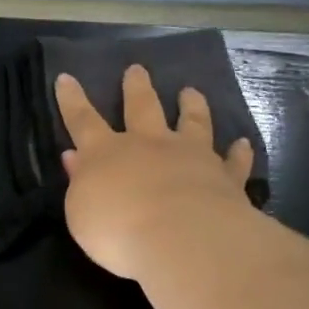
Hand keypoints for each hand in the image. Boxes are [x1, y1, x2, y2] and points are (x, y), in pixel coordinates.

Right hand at [55, 65, 255, 280]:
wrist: (181, 238)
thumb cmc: (118, 230)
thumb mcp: (81, 213)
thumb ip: (79, 183)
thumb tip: (75, 158)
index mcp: (107, 154)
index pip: (83, 121)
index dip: (72, 100)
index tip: (66, 77)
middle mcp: (149, 146)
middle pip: (142, 108)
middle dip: (136, 88)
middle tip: (136, 70)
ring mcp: (190, 157)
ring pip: (192, 123)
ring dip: (191, 106)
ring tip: (191, 91)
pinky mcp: (224, 177)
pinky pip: (232, 162)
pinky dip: (237, 152)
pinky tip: (242, 144)